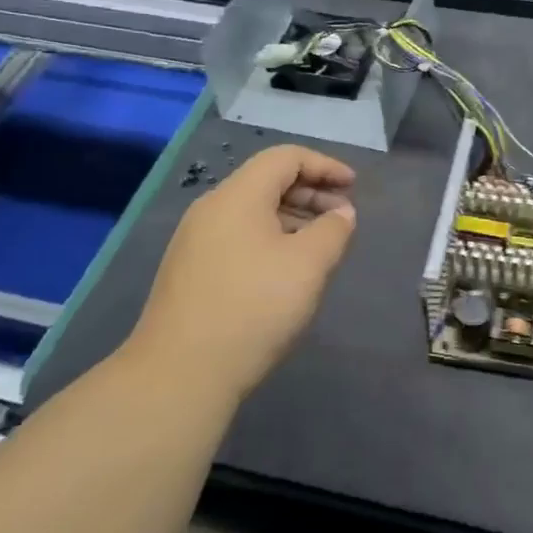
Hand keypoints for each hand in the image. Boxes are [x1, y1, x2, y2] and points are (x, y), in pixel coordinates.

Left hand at [125, 145, 356, 397]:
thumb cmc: (253, 308)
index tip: (353, 187)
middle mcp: (211, 209)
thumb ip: (333, 230)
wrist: (179, 374)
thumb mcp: (309, 265)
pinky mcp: (190, 270)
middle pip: (267, 181)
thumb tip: (341, 213)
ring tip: (321, 243)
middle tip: (343, 216)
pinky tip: (287, 268)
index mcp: (238, 196)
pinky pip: (238, 235)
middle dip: (310, 191)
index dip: (324, 166)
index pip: (285, 158)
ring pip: (252, 211)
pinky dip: (271, 237)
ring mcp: (195, 240)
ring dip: (292, 216)